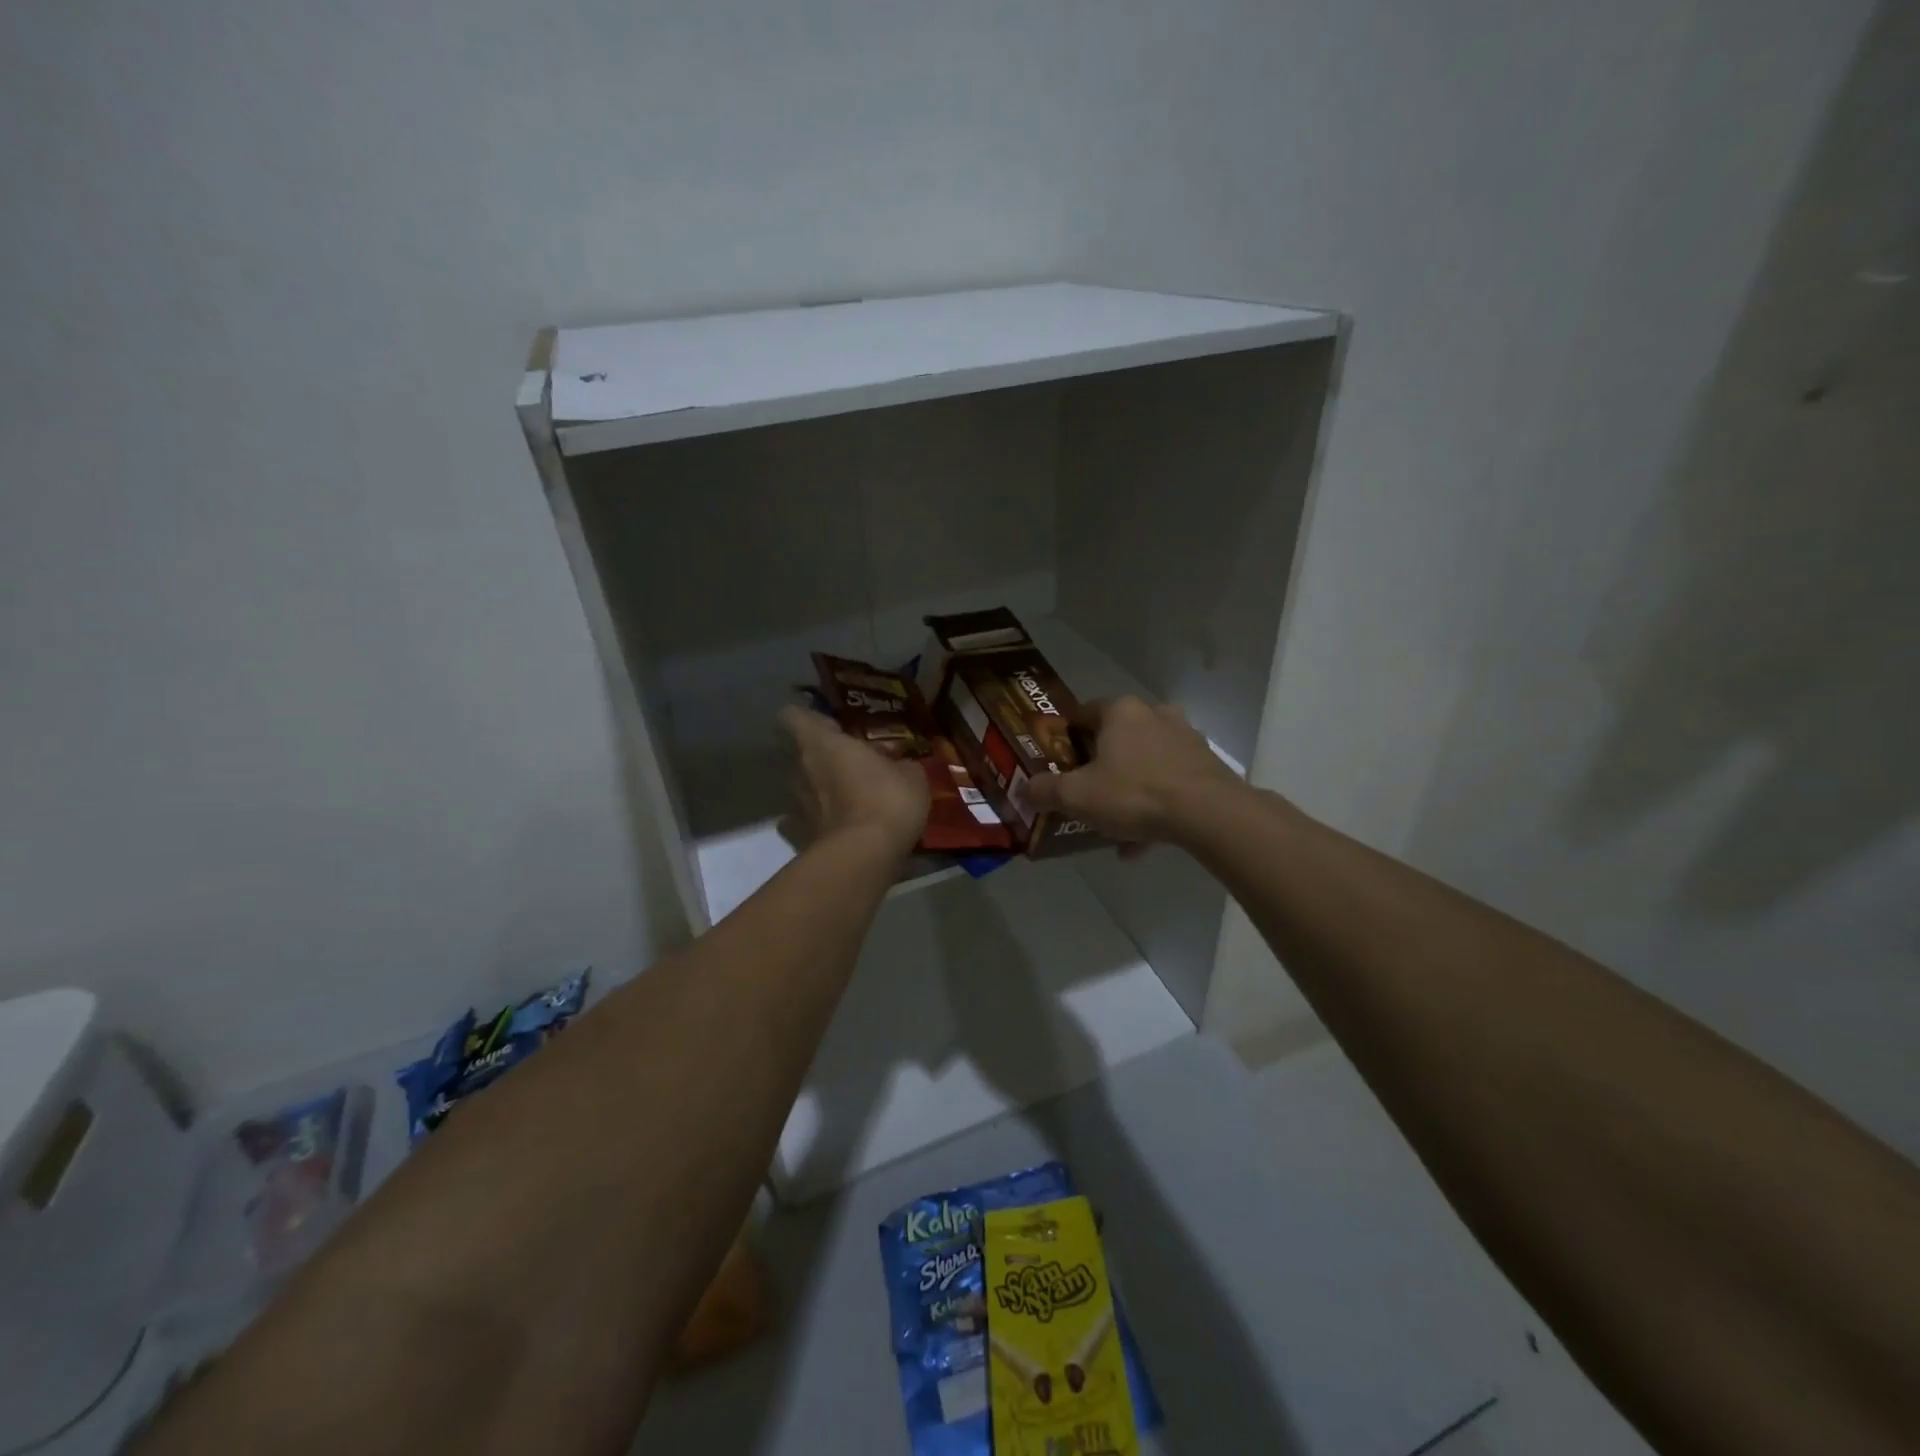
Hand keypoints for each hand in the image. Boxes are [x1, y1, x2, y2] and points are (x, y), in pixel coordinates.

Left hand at [779, 706, 929, 857]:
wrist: (865, 856)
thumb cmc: (886, 799)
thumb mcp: (911, 774)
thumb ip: (899, 763)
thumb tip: (897, 764)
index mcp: (822, 743)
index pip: (794, 716)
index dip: (809, 717)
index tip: (831, 724)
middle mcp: (801, 768)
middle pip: (803, 752)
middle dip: (826, 754)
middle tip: (857, 760)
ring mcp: (797, 804)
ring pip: (806, 784)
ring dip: (825, 786)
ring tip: (855, 793)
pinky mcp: (801, 834)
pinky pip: (811, 816)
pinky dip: (825, 817)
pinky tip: (847, 823)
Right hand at [1023, 696, 1241, 844]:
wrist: (1209, 814)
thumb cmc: (1134, 793)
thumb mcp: (1077, 796)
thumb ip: (1046, 790)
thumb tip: (1025, 789)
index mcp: (1121, 711)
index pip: (1084, 713)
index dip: (1067, 738)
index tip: (1058, 763)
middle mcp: (1155, 715)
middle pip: (1117, 740)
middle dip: (1100, 768)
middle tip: (1087, 795)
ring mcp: (1185, 739)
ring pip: (1145, 764)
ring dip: (1128, 792)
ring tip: (1115, 829)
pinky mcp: (1207, 766)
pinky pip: (1169, 784)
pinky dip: (1154, 807)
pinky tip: (1143, 843)